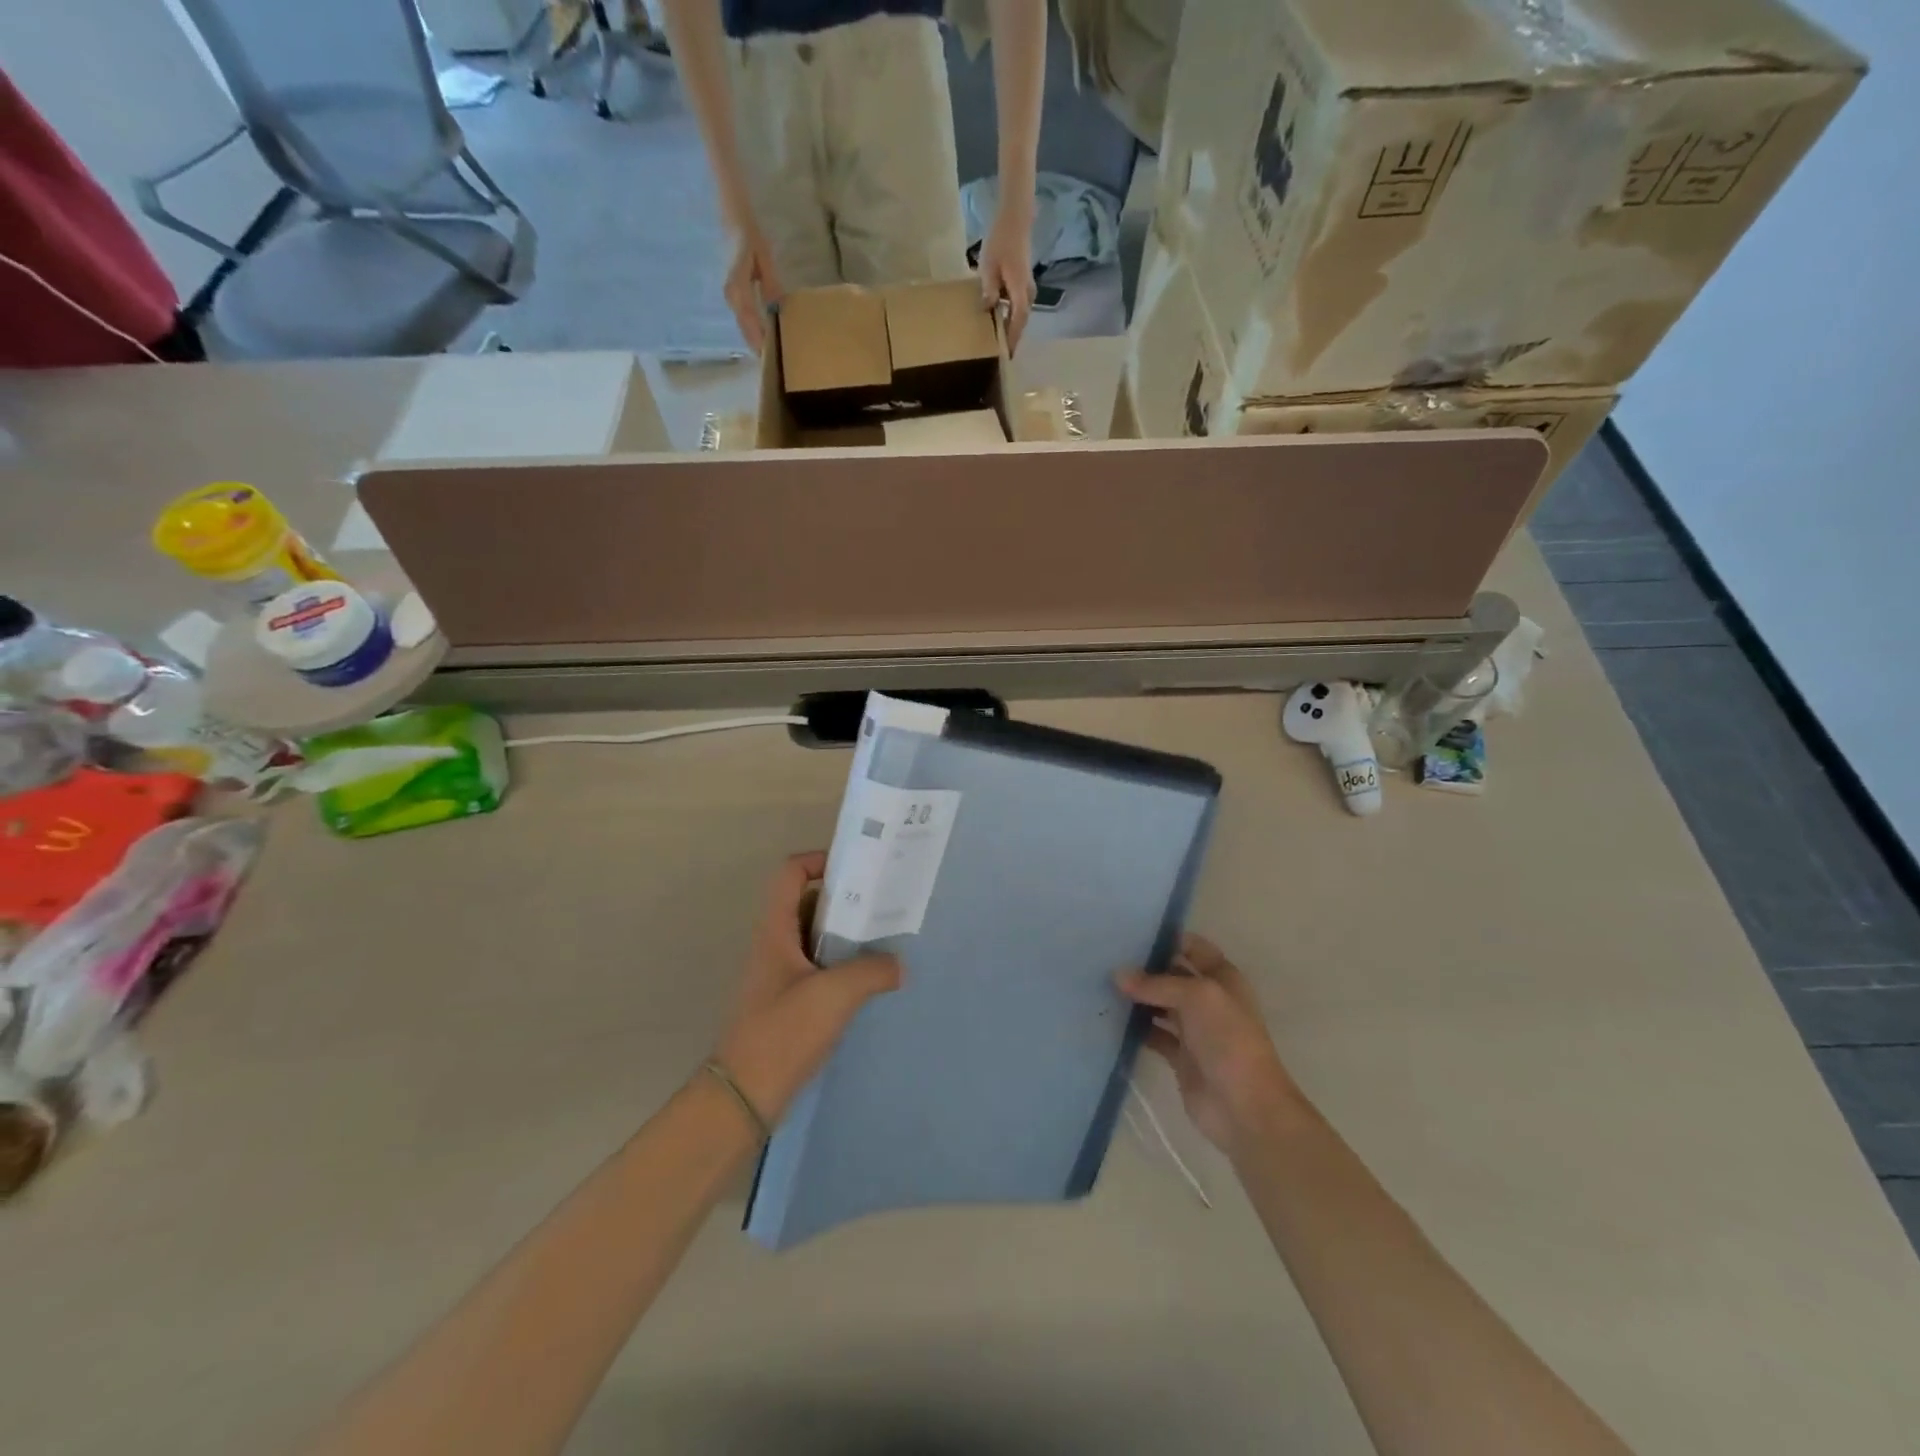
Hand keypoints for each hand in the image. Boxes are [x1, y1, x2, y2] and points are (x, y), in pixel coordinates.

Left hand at [712, 852, 902, 1125]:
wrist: (744, 1097)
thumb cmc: (782, 1033)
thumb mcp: (834, 995)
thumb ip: (872, 971)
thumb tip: (899, 965)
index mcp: (776, 931)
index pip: (790, 874)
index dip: (820, 860)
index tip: (859, 869)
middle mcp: (776, 945)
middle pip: (810, 903)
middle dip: (847, 898)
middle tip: (885, 902)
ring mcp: (782, 975)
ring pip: (817, 937)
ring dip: (848, 934)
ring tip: (887, 938)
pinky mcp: (790, 1002)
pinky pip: (820, 968)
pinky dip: (844, 965)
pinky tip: (871, 979)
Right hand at [724, 224, 782, 352]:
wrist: (731, 220)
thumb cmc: (749, 235)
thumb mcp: (764, 258)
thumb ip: (770, 284)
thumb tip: (776, 309)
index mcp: (737, 285)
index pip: (749, 320)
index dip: (759, 339)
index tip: (769, 356)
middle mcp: (731, 294)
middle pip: (745, 328)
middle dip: (758, 346)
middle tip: (774, 365)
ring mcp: (730, 296)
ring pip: (744, 326)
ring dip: (755, 341)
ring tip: (771, 357)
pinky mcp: (732, 295)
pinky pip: (743, 319)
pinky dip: (753, 331)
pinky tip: (764, 340)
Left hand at [977, 203, 1035, 352]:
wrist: (1015, 220)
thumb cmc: (1000, 241)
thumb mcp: (989, 267)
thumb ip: (989, 290)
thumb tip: (988, 310)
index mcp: (1020, 290)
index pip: (1018, 321)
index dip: (1012, 338)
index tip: (1006, 354)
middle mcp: (1028, 292)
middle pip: (1021, 321)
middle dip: (1013, 337)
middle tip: (1002, 354)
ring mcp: (1028, 287)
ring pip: (1021, 314)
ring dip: (1012, 327)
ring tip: (1000, 341)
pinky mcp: (1024, 283)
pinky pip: (1019, 305)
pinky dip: (1011, 315)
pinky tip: (1000, 319)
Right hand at [1119, 934, 1303, 1159]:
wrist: (1244, 1107)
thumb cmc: (1228, 1040)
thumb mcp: (1196, 997)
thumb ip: (1156, 983)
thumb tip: (1118, 975)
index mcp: (1222, 978)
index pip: (1193, 947)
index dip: (1167, 938)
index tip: (1130, 930)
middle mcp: (1208, 1000)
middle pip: (1172, 974)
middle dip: (1144, 967)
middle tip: (1105, 956)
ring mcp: (1194, 1029)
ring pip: (1160, 1004)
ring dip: (1137, 997)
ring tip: (1101, 983)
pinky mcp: (1180, 1057)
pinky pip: (1153, 1034)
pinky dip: (1135, 1028)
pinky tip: (1111, 1018)